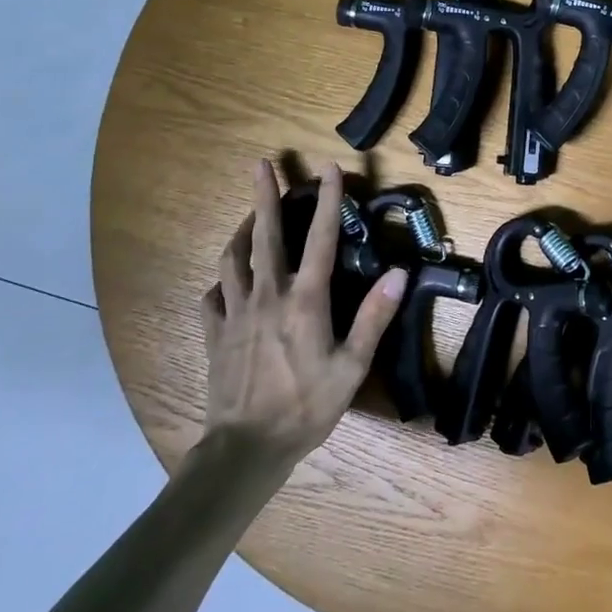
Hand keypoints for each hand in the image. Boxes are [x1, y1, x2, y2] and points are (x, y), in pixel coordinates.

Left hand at [201, 159, 405, 468]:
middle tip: (261, 164)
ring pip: (232, 259)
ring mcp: (235, 313)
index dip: (326, 201)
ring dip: (241, 230)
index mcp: (305, 301)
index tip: (329, 169)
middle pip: (264, 236)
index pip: (319, 239)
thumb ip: (374, 317)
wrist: (247, 447)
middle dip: (264, 196)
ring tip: (248, 215)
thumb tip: (399, 274)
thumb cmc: (307, 406)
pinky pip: (212, 297)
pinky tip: (226, 281)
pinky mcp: (215, 334)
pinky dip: (220, 281)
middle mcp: (267, 296)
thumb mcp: (352, 365)